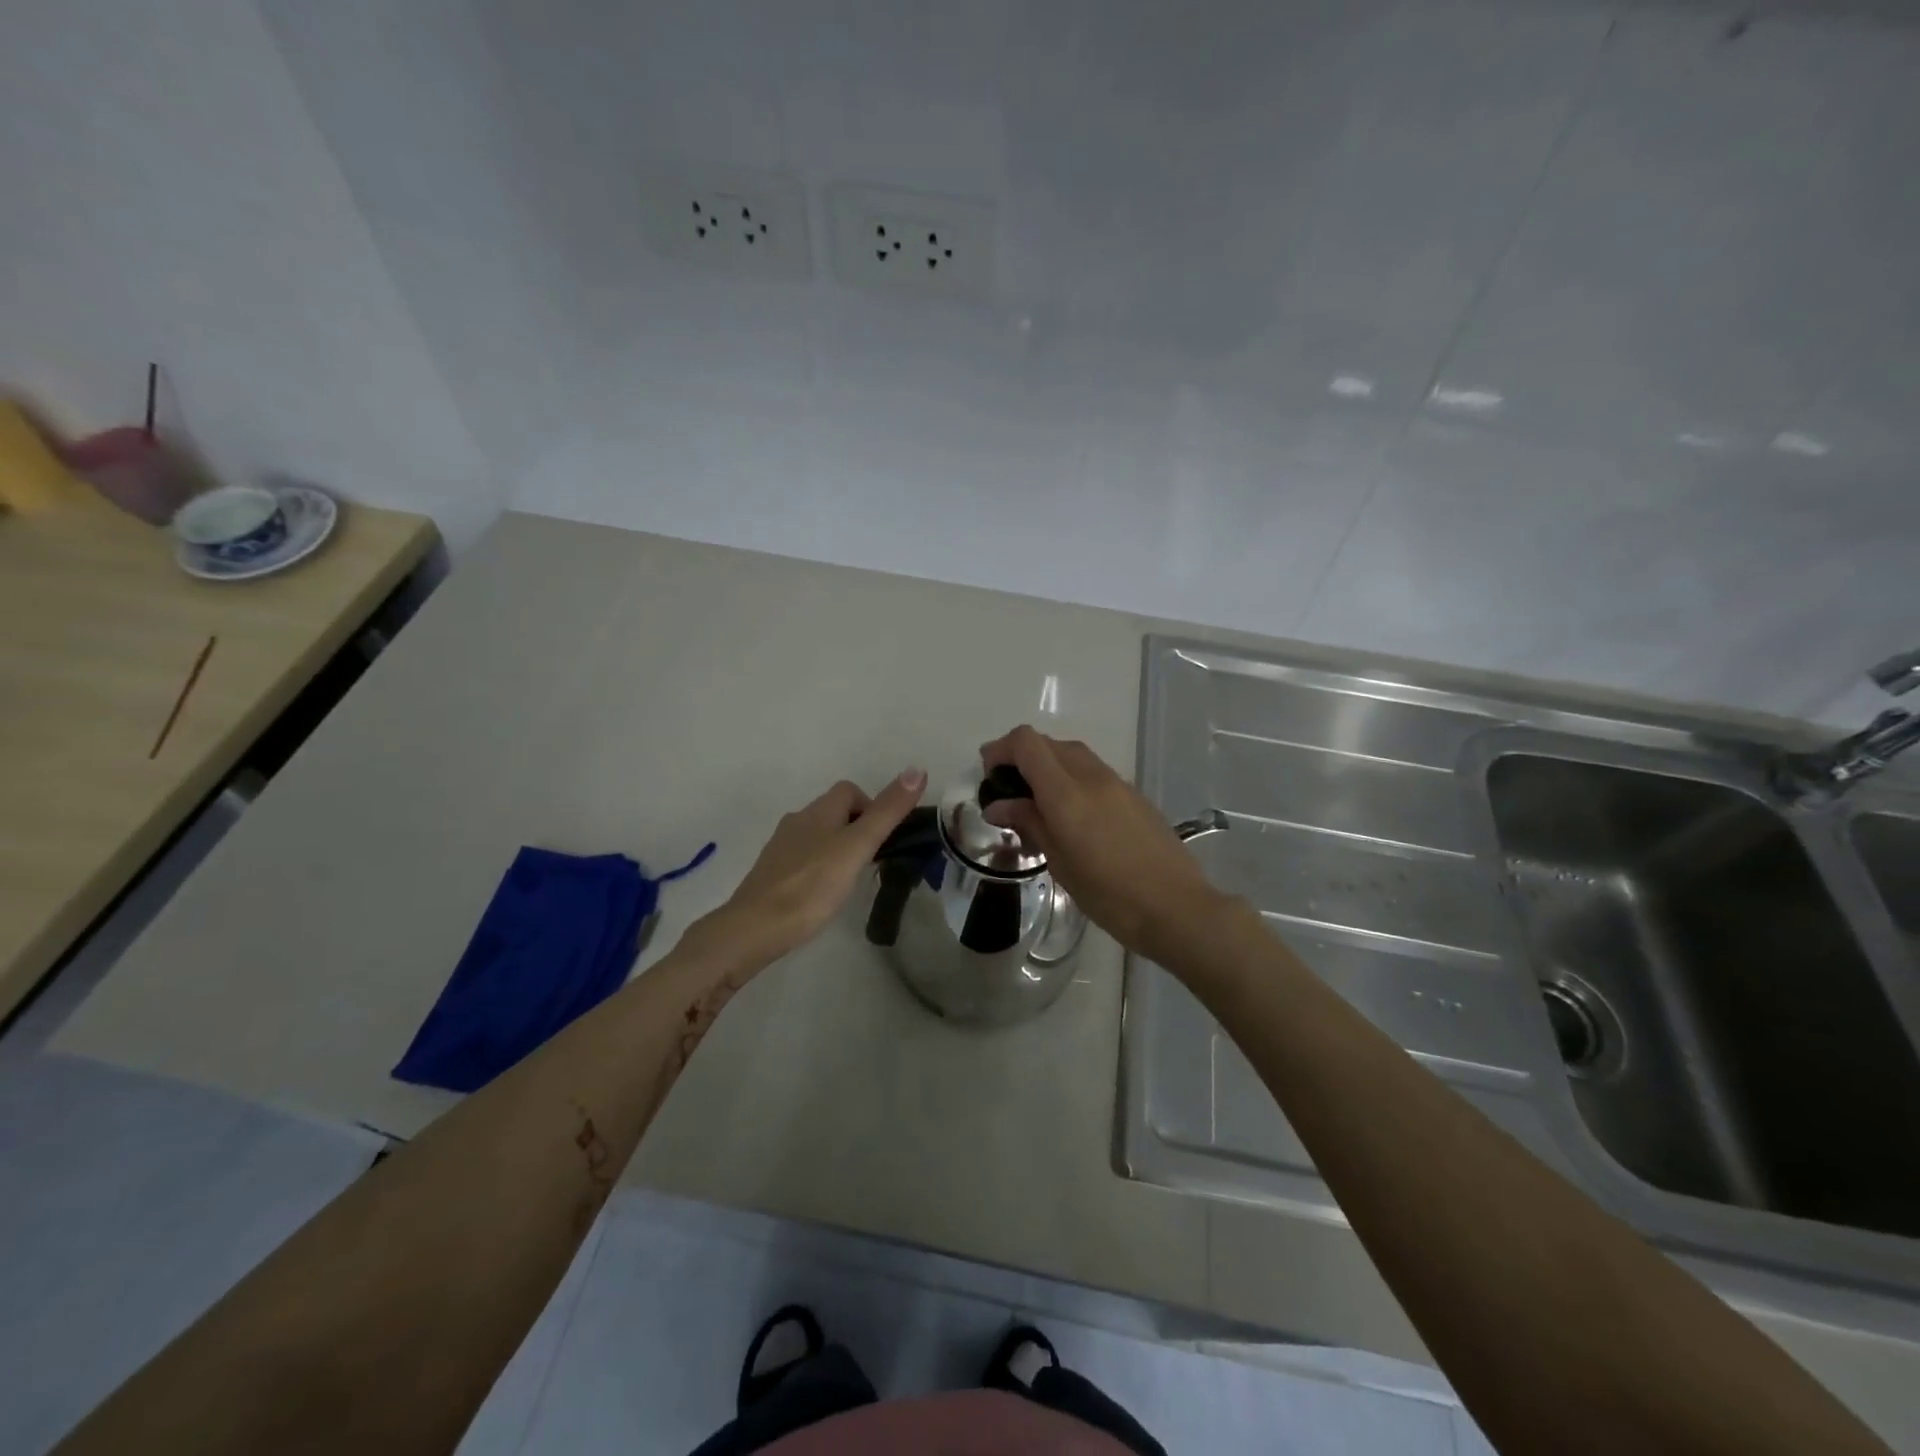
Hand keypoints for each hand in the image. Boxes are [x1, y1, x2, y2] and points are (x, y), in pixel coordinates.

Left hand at [679, 769, 927, 974]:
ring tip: (852, 877)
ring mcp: (781, 848)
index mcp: (818, 811)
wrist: (755, 928)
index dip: (871, 805)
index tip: (884, 837)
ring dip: (838, 847)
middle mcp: (797, 821)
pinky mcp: (772, 873)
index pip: (849, 790)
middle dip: (857, 827)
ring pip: (817, 835)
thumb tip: (917, 769)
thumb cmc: (812, 885)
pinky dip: (819, 866)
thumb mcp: (857, 847)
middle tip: (873, 859)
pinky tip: (823, 892)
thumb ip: (887, 812)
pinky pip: (803, 858)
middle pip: (833, 811)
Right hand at [981, 726, 1220, 959]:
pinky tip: (1072, 814)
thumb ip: (1029, 823)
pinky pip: (1094, 772)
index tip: (990, 774)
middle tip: (1009, 791)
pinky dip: (1073, 778)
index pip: (1027, 743)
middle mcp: (1092, 777)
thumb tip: (999, 804)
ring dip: (1049, 766)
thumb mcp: (1059, 863)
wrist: (1176, 908)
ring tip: (1038, 803)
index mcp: (1067, 793)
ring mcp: (1117, 783)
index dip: (1001, 749)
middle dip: (1022, 757)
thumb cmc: (1109, 895)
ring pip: (1073, 755)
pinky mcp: (1134, 795)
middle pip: (1049, 744)